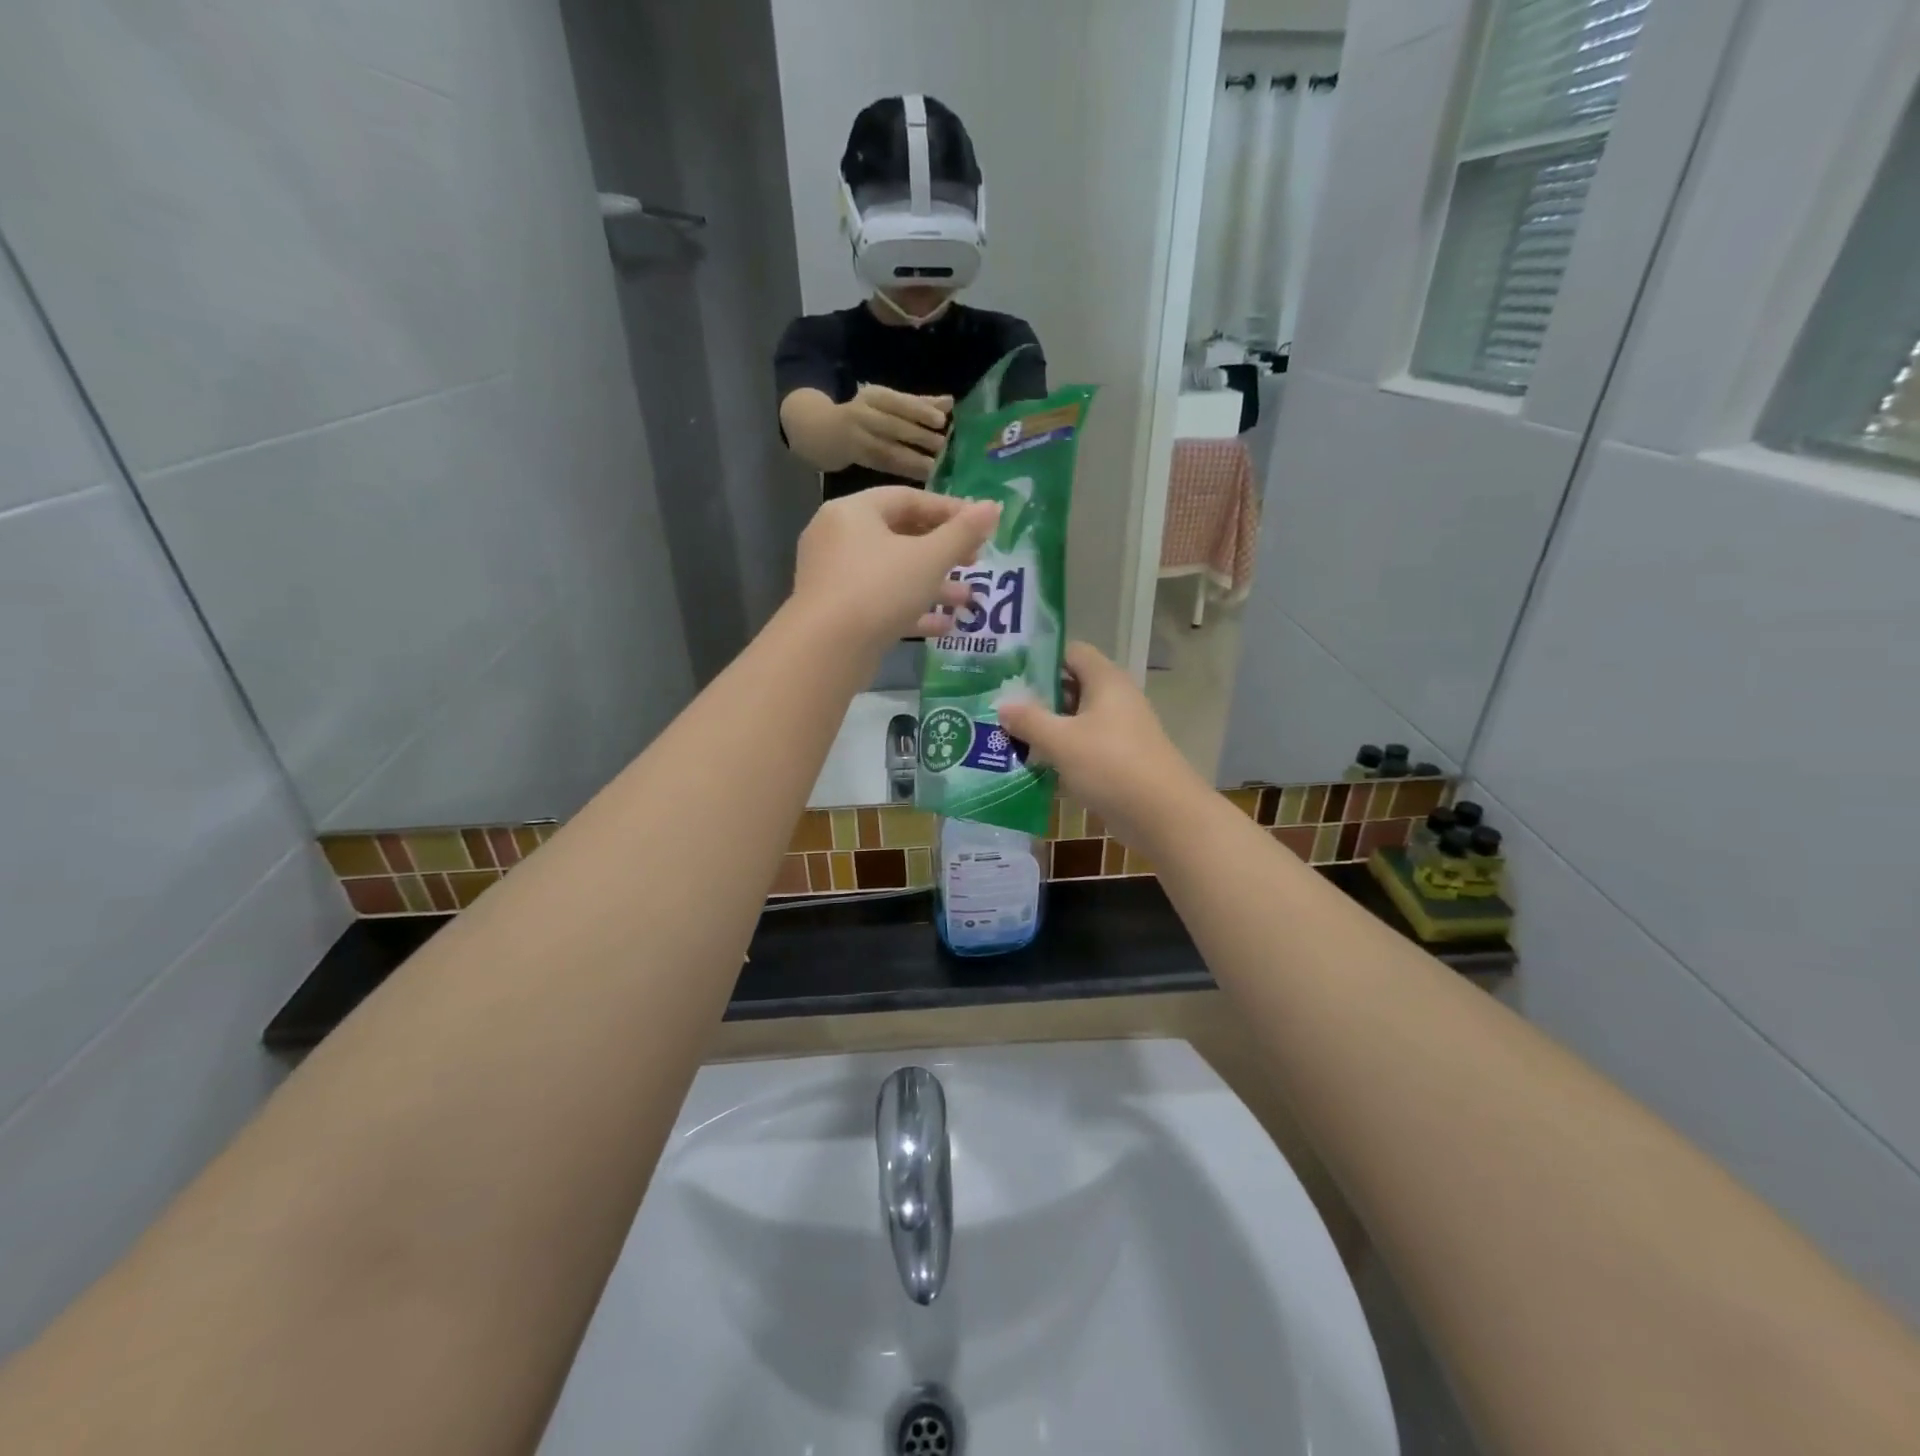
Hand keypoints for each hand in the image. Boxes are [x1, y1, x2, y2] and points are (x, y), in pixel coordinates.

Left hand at [792, 486, 999, 655]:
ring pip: (892, 573)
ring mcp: (835, 578)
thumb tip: (993, 507)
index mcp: (853, 512)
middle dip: (942, 551)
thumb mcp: (929, 558)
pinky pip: (881, 602)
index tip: (981, 526)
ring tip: (968, 599)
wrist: (826, 650)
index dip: (949, 510)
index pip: (907, 498)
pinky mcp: (838, 613)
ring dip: (932, 584)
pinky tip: (945, 626)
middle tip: (974, 561)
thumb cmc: (879, 589)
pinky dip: (911, 609)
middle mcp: (838, 538)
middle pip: (899, 535)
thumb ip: (963, 533)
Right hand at [837, 386, 951, 481]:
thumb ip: (917, 404)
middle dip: (917, 435)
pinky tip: (921, 477)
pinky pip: (882, 466)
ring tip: (933, 466)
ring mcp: (856, 438)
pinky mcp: (855, 459)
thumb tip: (950, 403)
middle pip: (891, 424)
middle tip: (941, 446)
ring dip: (911, 458)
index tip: (941, 420)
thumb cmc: (864, 416)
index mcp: (873, 396)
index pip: (897, 401)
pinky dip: (903, 471)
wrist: (820, 431)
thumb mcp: (886, 403)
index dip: (918, 410)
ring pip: (886, 448)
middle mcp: (862, 414)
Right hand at [997, 642, 1209, 847]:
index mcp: (1105, 681)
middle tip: (1000, 704)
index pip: (1071, 651)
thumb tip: (1002, 705)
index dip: (1041, 656)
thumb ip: (1029, 720)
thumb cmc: (1110, 765)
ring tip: (1007, 734)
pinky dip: (1061, 750)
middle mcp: (1114, 699)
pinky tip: (1033, 763)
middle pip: (1071, 685)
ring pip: (1075, 719)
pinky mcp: (1118, 758)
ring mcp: (1119, 730)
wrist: (1162, 814)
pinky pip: (1083, 745)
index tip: (1009, 669)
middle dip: (1037, 695)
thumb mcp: (1061, 741)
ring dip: (1046, 726)